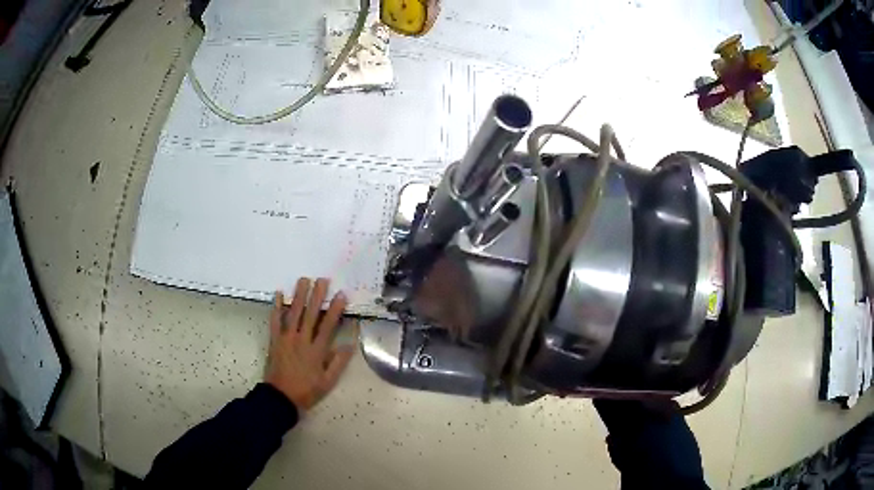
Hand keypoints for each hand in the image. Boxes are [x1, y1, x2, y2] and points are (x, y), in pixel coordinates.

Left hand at [265, 277, 357, 411]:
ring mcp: (286, 339)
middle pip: (310, 315)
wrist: (281, 397)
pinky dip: (276, 307)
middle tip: (322, 279)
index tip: (341, 295)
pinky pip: (275, 321)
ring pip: (293, 314)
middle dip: (317, 296)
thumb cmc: (307, 390)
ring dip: (298, 296)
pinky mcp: (275, 341)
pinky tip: (278, 294)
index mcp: (316, 351)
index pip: (327, 326)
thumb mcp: (328, 382)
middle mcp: (301, 340)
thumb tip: (350, 344)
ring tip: (303, 280)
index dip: (335, 309)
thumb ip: (338, 362)